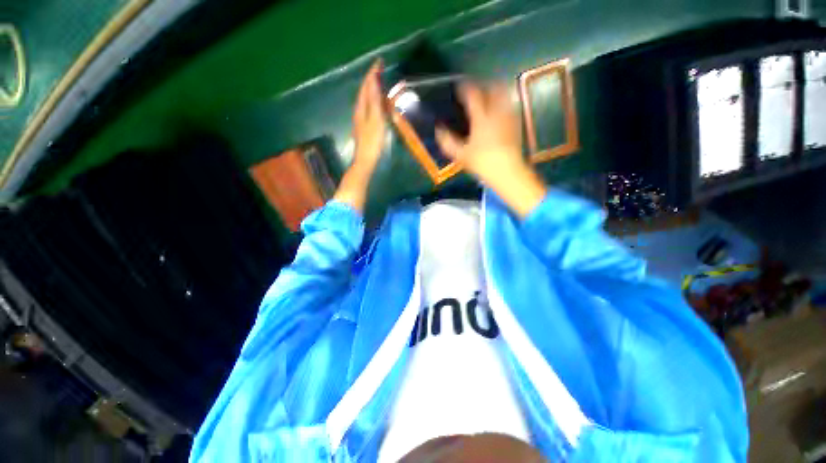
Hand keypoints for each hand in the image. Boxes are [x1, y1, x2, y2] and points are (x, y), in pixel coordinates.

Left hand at [333, 60, 386, 212]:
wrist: (365, 161)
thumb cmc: (372, 142)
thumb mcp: (375, 121)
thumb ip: (374, 102)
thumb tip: (373, 82)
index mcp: (361, 108)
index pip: (366, 85)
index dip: (372, 73)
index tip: (379, 61)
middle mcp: (359, 111)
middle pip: (364, 91)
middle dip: (371, 79)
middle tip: (380, 70)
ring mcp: (360, 119)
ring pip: (365, 99)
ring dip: (371, 89)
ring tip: (379, 82)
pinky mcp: (364, 127)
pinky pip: (368, 108)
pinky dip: (372, 100)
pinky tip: (377, 104)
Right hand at [436, 82, 546, 217]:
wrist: (507, 171)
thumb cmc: (482, 162)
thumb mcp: (460, 155)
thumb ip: (447, 141)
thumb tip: (438, 130)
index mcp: (481, 118)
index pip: (473, 95)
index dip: (465, 88)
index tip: (459, 87)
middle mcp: (496, 112)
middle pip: (493, 88)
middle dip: (484, 85)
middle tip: (475, 90)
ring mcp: (508, 117)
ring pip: (504, 95)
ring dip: (495, 92)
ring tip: (487, 98)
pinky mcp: (516, 124)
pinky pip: (509, 106)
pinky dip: (503, 104)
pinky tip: (498, 112)